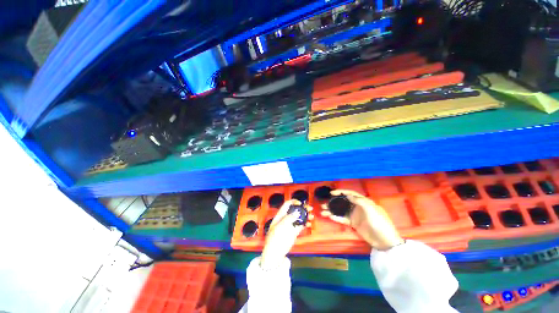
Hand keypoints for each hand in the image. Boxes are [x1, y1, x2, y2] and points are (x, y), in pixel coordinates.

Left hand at [260, 200, 313, 269]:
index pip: (287, 204)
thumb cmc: (274, 240)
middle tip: (309, 208)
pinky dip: (305, 223)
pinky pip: (300, 225)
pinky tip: (309, 223)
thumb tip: (297, 212)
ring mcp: (290, 225)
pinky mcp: (293, 232)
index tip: (300, 203)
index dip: (293, 202)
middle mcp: (285, 219)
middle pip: (294, 210)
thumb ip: (289, 218)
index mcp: (280, 215)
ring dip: (305, 215)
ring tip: (311, 216)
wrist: (274, 254)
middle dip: (302, 208)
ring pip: (298, 217)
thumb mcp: (280, 227)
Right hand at [321, 190, 403, 250]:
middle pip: (343, 202)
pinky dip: (336, 218)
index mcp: (363, 202)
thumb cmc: (379, 222)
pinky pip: (343, 219)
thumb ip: (359, 201)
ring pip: (341, 211)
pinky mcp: (353, 224)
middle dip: (334, 201)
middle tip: (324, 203)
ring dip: (332, 210)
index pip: (350, 194)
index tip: (331, 193)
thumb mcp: (371, 209)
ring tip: (323, 210)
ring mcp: (355, 216)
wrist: (385, 241)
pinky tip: (329, 217)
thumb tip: (349, 196)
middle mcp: (357, 207)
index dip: (341, 192)